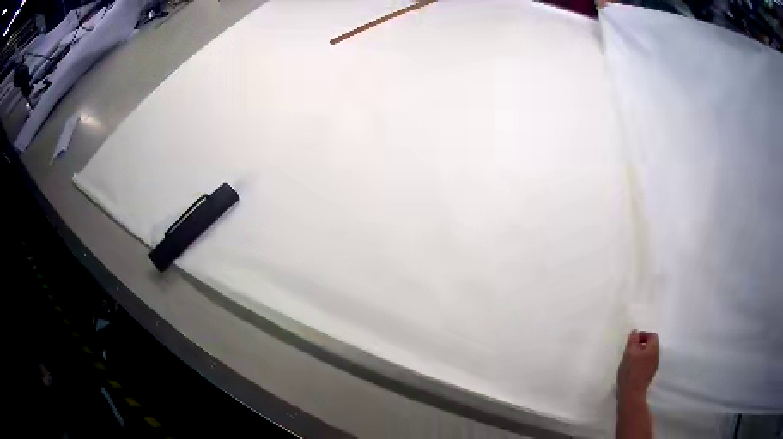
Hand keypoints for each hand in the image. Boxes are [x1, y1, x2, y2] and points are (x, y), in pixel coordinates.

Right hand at [617, 330, 659, 400]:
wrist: (632, 393)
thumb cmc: (630, 371)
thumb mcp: (629, 353)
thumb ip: (633, 340)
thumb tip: (635, 332)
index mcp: (653, 348)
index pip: (652, 335)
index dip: (643, 335)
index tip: (632, 341)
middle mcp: (657, 355)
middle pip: (651, 345)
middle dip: (641, 345)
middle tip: (630, 350)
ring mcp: (654, 366)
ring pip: (649, 355)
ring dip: (641, 354)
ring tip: (630, 360)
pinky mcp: (650, 375)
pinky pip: (647, 363)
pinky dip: (641, 362)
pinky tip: (633, 369)